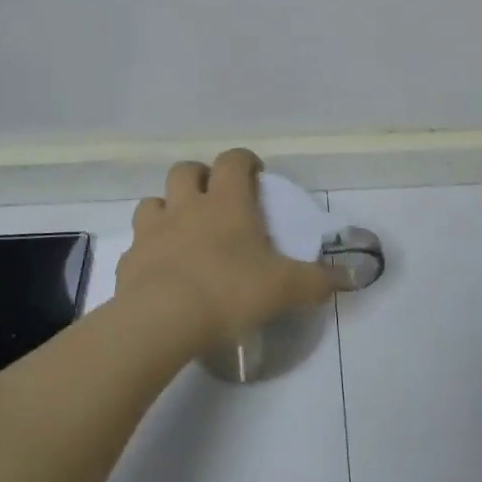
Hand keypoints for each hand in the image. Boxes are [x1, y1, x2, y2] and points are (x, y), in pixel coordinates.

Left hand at [116, 149, 335, 350]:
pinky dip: (148, 251)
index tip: (255, 176)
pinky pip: (136, 245)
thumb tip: (353, 277)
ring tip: (182, 232)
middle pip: (185, 170)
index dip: (244, 161)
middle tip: (216, 200)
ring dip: (167, 209)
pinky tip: (160, 272)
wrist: (160, 321)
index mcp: (226, 203)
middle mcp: (186, 207)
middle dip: (200, 177)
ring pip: (153, 201)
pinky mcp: (128, 260)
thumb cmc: (229, 291)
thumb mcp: (284, 288)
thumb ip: (318, 281)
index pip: (233, 160)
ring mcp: (152, 231)